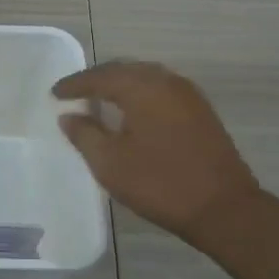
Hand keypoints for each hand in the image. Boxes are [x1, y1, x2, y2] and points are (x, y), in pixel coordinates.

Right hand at [53, 61, 260, 243]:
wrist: (223, 208)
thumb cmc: (159, 183)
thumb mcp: (110, 162)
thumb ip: (84, 134)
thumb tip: (69, 116)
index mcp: (143, 89)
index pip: (100, 77)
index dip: (75, 85)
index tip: (54, 94)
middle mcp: (167, 82)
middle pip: (125, 70)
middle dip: (97, 79)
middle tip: (74, 92)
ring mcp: (189, 96)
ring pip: (146, 78)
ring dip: (120, 85)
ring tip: (99, 99)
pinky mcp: (201, 112)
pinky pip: (161, 90)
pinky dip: (140, 94)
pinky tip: (131, 111)